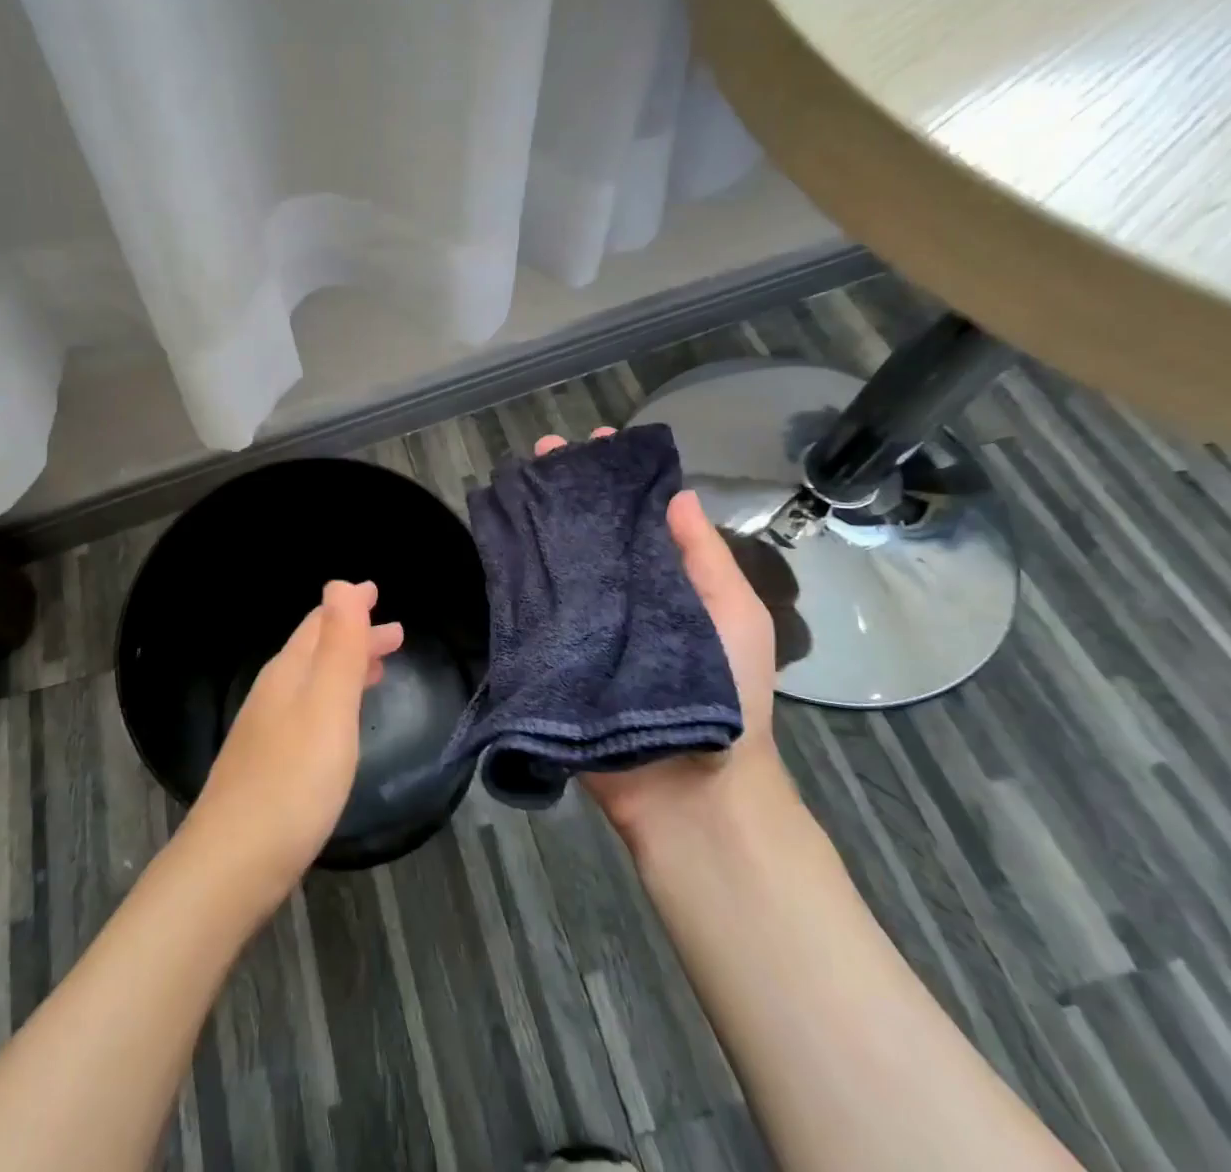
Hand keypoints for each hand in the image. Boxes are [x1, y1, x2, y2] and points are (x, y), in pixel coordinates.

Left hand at [186, 580, 403, 904]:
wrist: (232, 865)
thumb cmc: (293, 781)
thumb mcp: (327, 706)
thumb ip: (339, 646)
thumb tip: (340, 583)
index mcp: (288, 673)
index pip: (320, 622)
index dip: (349, 605)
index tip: (376, 591)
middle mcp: (273, 694)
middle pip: (316, 650)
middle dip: (354, 636)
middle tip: (395, 635)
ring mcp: (265, 731)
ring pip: (312, 683)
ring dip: (346, 668)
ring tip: (378, 669)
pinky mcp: (267, 766)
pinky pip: (308, 713)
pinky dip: (333, 701)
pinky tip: (341, 725)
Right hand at [529, 431, 786, 853]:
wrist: (687, 788)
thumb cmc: (727, 695)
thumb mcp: (734, 615)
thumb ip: (703, 557)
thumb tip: (676, 493)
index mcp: (663, 580)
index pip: (635, 515)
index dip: (617, 478)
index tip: (598, 442)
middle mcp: (618, 592)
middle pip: (587, 530)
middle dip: (568, 489)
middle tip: (543, 454)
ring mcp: (581, 621)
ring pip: (553, 559)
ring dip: (536, 520)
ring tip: (516, 482)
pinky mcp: (550, 651)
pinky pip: (528, 605)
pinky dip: (512, 570)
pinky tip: (496, 536)